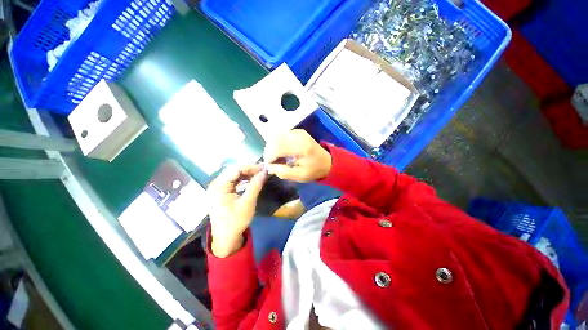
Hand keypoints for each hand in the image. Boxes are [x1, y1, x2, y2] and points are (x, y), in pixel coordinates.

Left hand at [207, 165, 266, 256]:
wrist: (226, 238)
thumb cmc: (236, 221)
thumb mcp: (248, 202)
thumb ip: (256, 185)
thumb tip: (265, 171)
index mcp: (219, 186)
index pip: (236, 169)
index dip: (251, 167)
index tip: (264, 168)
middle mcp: (215, 184)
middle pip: (234, 170)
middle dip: (249, 170)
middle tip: (262, 171)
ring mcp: (217, 187)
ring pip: (233, 175)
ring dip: (246, 174)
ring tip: (259, 175)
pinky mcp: (220, 191)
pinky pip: (232, 181)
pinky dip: (242, 179)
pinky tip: (251, 180)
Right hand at [264, 129, 331, 182]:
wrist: (328, 162)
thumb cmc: (314, 170)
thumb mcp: (299, 176)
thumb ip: (283, 172)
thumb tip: (269, 167)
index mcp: (301, 147)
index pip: (277, 147)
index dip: (269, 157)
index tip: (269, 166)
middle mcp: (299, 136)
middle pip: (275, 139)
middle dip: (269, 151)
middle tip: (272, 162)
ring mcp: (299, 132)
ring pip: (277, 135)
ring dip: (272, 146)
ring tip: (276, 157)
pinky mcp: (298, 131)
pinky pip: (282, 134)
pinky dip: (278, 142)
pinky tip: (281, 151)